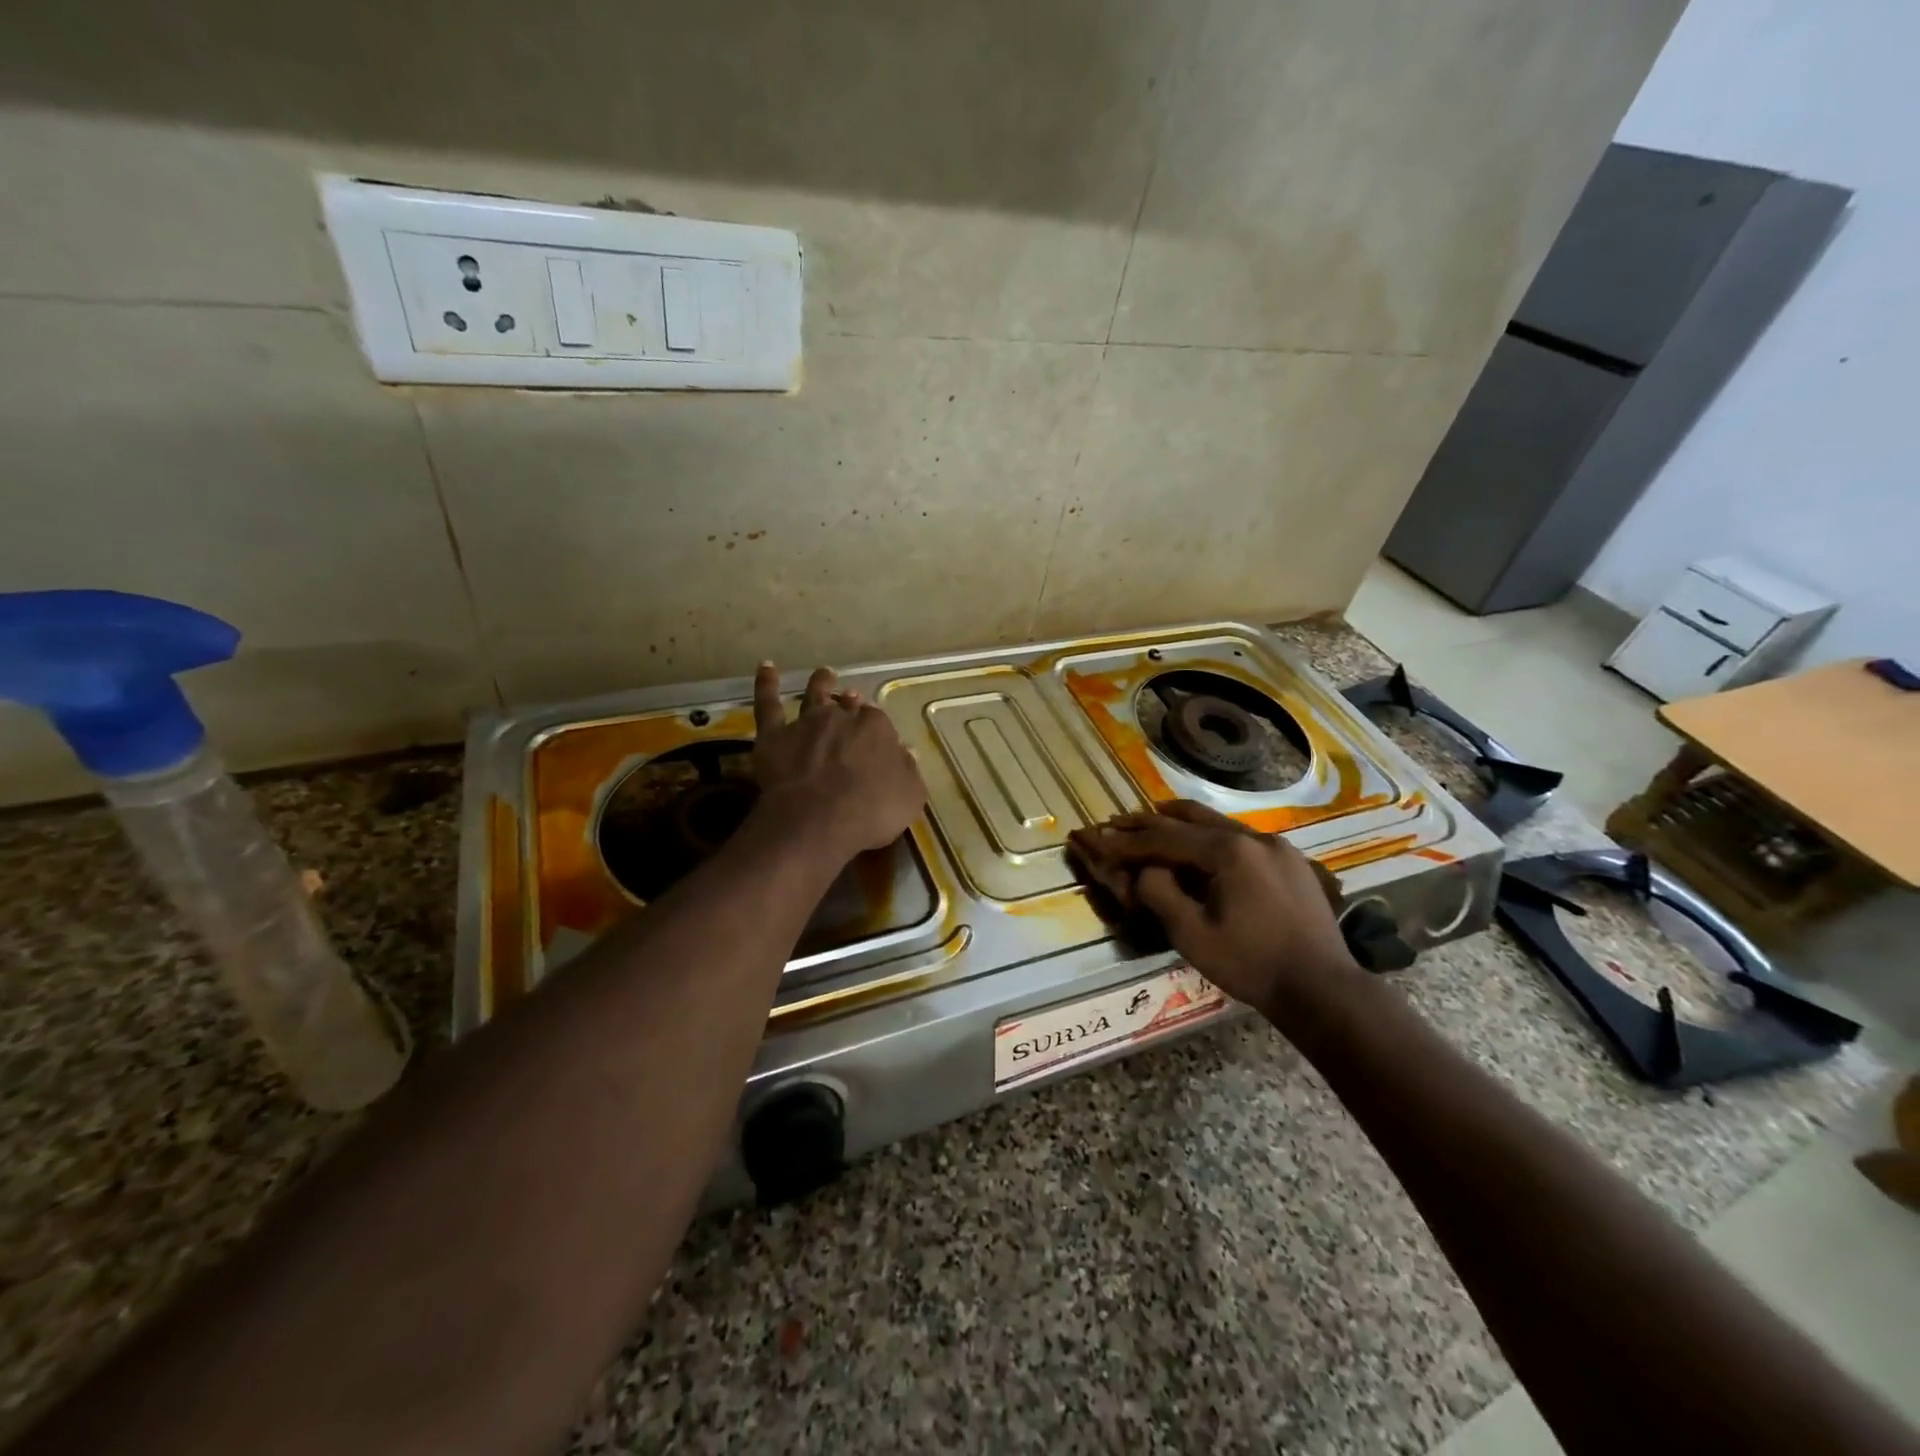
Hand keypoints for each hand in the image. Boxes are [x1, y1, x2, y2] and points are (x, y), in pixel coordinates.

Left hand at [750, 663, 925, 855]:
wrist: (817, 820)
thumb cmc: (871, 812)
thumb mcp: (909, 796)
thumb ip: (908, 770)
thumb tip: (907, 751)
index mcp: (876, 728)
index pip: (879, 721)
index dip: (877, 729)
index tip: (877, 737)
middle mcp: (842, 717)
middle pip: (847, 706)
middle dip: (851, 702)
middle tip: (852, 699)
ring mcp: (806, 723)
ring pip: (814, 695)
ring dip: (820, 682)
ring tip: (825, 673)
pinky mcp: (774, 736)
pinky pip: (767, 704)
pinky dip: (766, 683)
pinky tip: (766, 666)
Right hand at [1067, 801, 1357, 1025]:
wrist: (1322, 989)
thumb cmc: (1252, 964)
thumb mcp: (1193, 935)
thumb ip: (1160, 893)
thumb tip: (1143, 870)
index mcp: (1229, 851)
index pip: (1165, 838)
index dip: (1128, 840)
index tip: (1099, 837)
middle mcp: (1254, 837)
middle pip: (1191, 818)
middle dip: (1151, 820)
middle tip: (1119, 821)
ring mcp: (1276, 847)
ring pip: (1218, 824)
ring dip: (1181, 824)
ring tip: (1153, 822)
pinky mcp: (1290, 862)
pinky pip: (1240, 839)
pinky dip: (1210, 838)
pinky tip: (1200, 848)